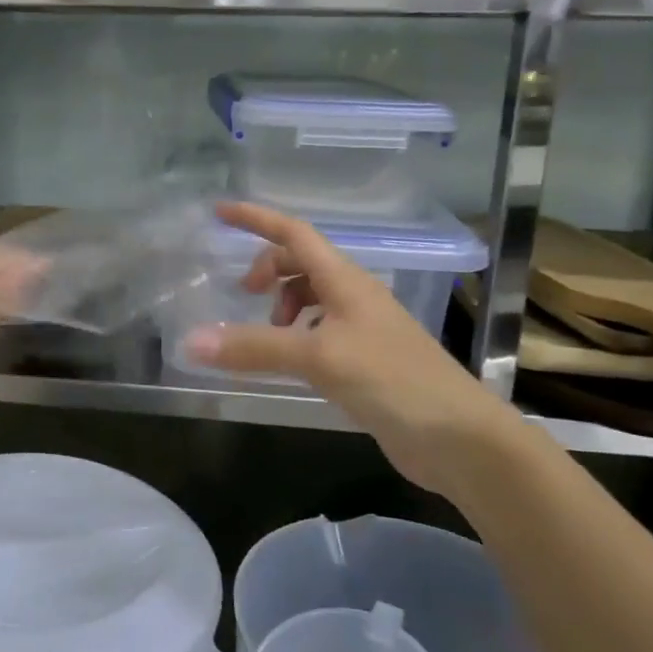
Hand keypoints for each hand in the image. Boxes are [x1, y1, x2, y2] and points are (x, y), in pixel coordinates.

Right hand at [182, 202, 525, 497]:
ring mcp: (362, 328)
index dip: (256, 219)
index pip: (294, 233)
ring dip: (283, 303)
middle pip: (301, 262)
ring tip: (267, 333)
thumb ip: (255, 348)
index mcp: (345, 280)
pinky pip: (319, 330)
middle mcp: (354, 296)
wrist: (460, 438)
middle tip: (243, 295)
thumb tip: (192, 341)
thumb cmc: (393, 381)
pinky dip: (296, 334)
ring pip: (311, 297)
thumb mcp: (318, 358)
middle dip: (268, 268)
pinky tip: (291, 361)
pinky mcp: (365, 360)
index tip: (219, 213)